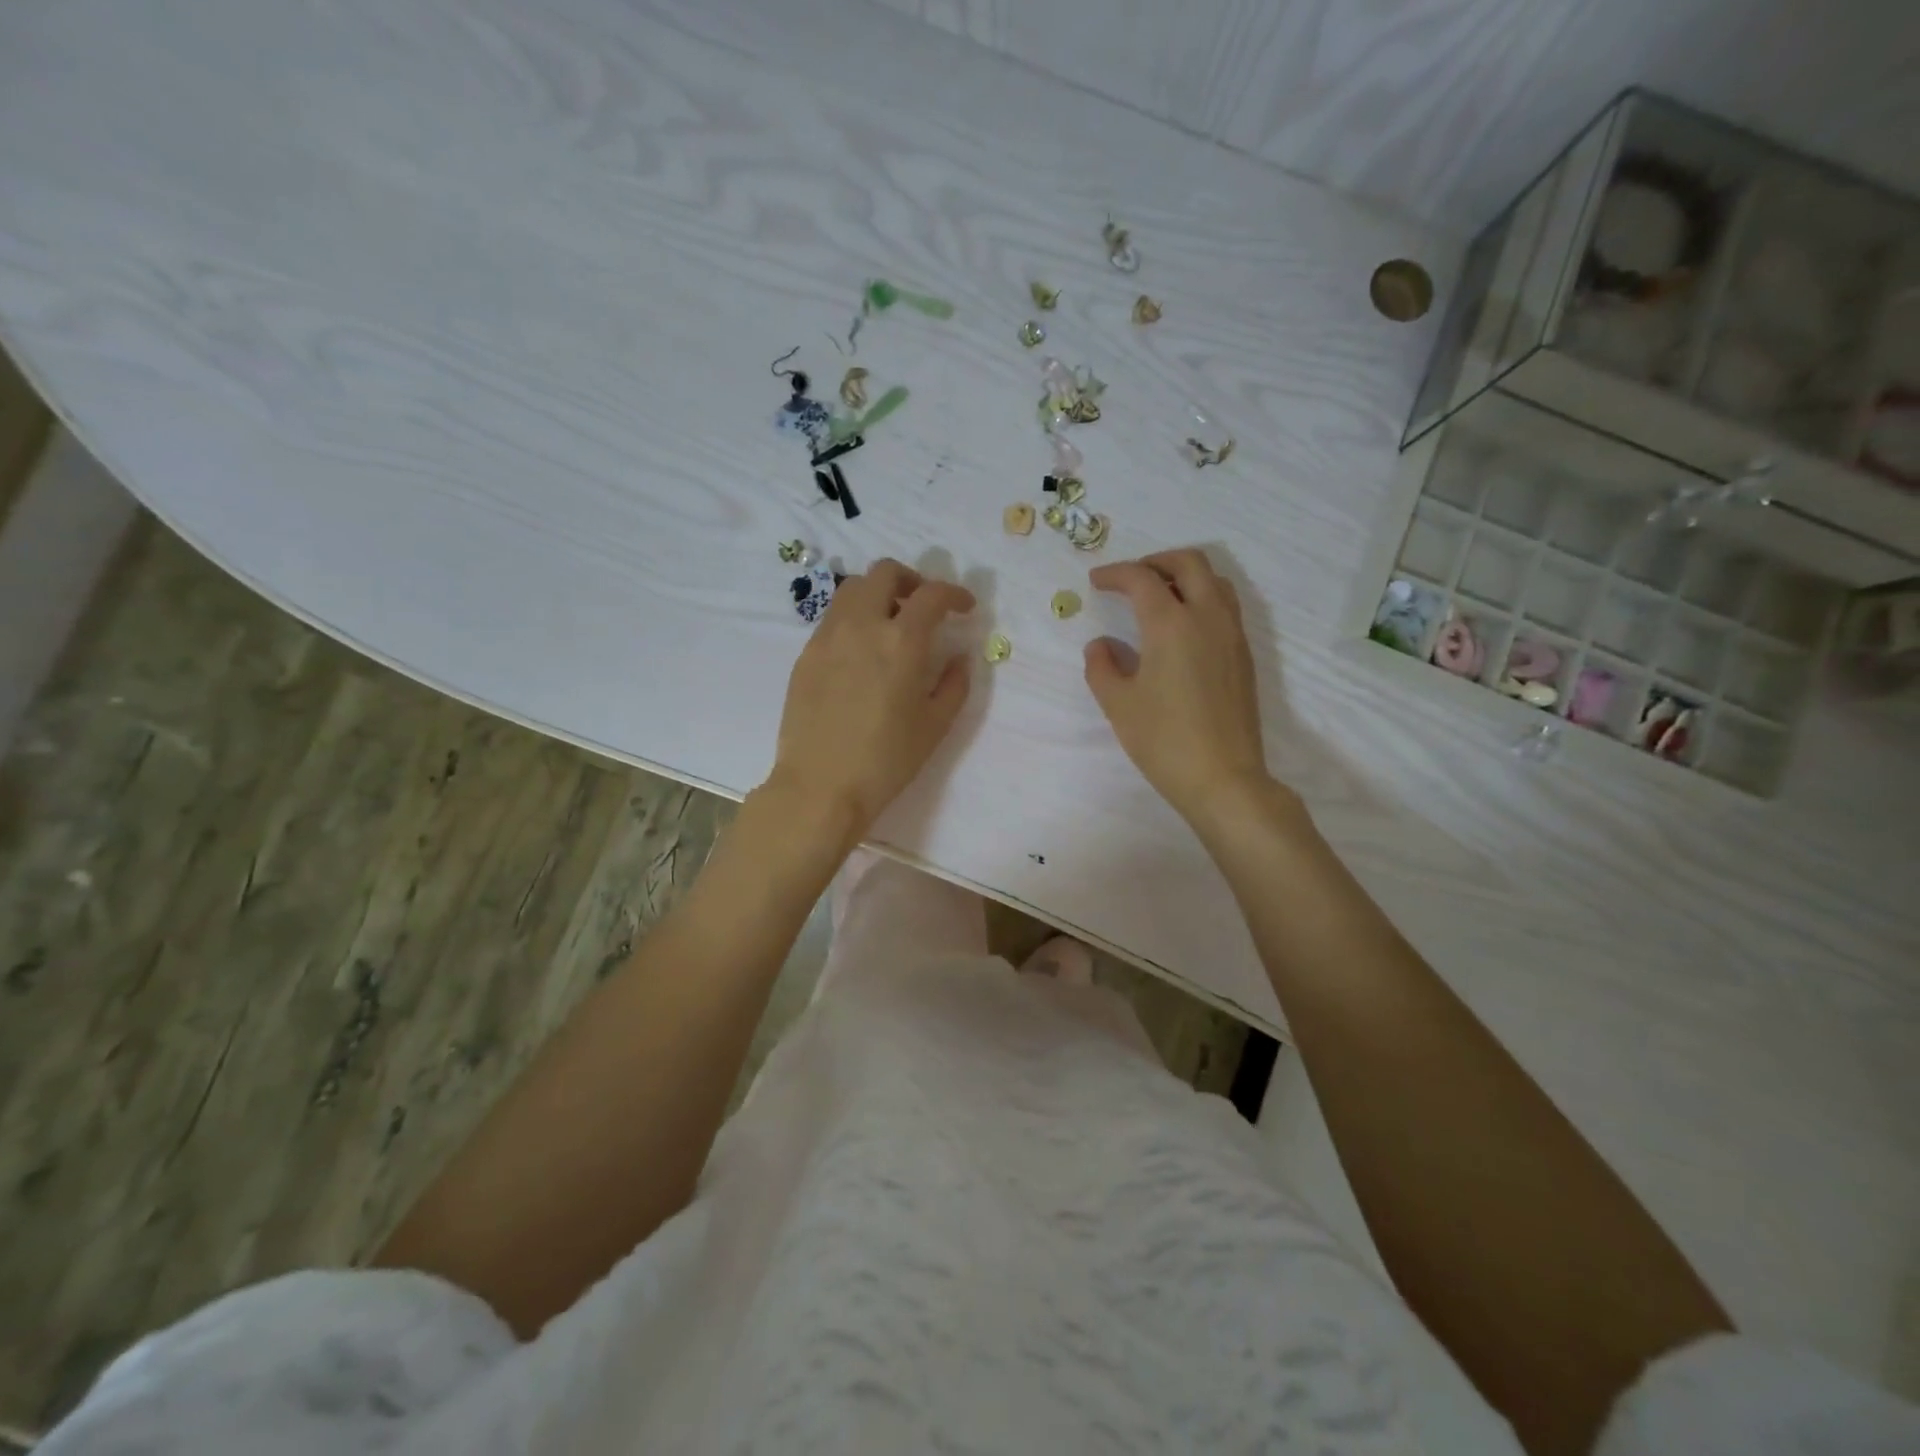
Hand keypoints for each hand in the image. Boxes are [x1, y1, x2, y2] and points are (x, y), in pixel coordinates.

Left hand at [767, 559, 974, 844]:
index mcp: (902, 641)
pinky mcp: (806, 654)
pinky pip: (833, 618)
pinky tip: (862, 652)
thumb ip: (954, 684)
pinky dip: (854, 618)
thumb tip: (959, 657)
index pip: (931, 594)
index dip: (954, 593)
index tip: (963, 607)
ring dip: (878, 594)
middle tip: (923, 606)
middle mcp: (862, 625)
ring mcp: (827, 636)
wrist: (820, 786)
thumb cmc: (886, 760)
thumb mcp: (935, 726)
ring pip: (852, 589)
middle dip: (911, 580)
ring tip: (890, 624)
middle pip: (884, 573)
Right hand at [1084, 549, 1271, 825]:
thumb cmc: (1164, 740)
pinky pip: (1225, 607)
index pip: (1142, 579)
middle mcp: (1207, 618)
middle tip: (1131, 578)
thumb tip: (1101, 645)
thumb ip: (1102, 666)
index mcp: (1171, 624)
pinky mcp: (1244, 656)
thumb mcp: (1118, 704)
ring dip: (1185, 576)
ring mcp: (1232, 635)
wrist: (1223, 778)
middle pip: (1189, 563)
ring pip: (1215, 581)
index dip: (1116, 574)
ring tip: (1159, 596)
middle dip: (1156, 561)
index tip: (1096, 581)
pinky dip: (1202, 598)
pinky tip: (1183, 628)